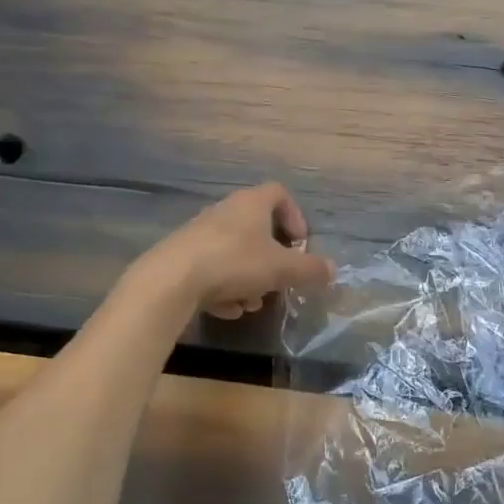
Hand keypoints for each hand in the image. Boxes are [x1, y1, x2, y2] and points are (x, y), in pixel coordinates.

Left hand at [145, 183, 334, 319]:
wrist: (171, 280)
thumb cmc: (234, 263)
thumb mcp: (281, 269)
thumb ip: (310, 269)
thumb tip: (332, 269)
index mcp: (250, 204)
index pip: (279, 193)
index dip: (295, 216)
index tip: (301, 243)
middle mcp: (224, 212)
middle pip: (256, 227)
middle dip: (272, 257)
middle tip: (279, 278)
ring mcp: (199, 233)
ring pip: (234, 252)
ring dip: (249, 277)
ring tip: (252, 303)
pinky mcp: (181, 256)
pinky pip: (212, 268)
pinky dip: (224, 287)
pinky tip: (227, 310)